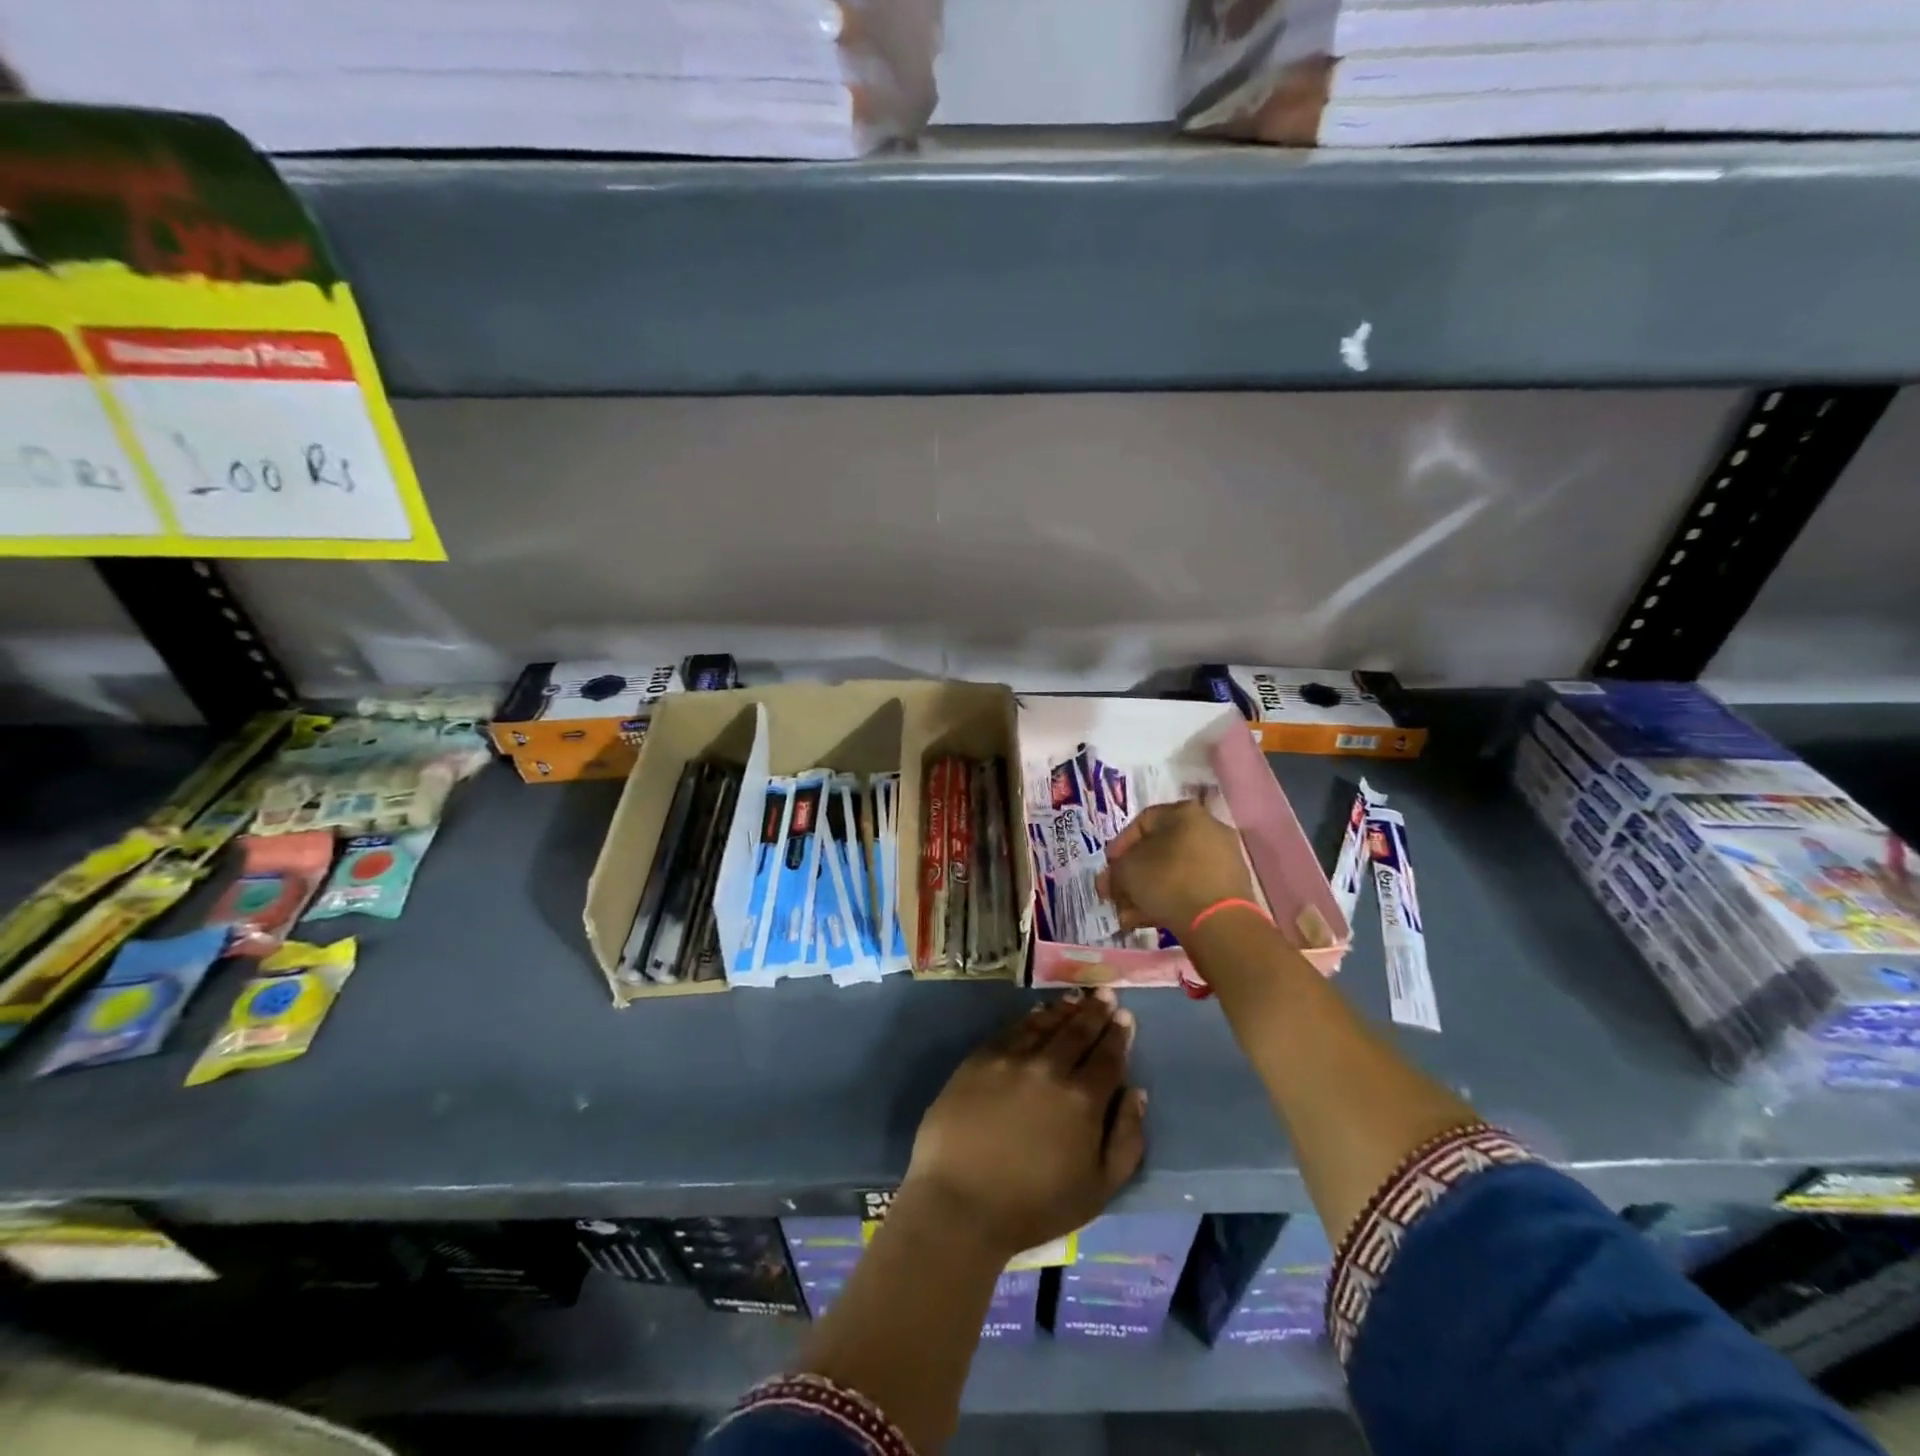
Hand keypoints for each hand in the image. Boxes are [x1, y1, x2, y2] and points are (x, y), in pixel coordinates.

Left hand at [901, 990, 1146, 1260]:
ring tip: (1078, 997)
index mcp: (1083, 1099)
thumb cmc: (1035, 1206)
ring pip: (1046, 1024)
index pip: (1108, 1057)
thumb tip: (1137, 1093)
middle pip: (1078, 1032)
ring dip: (1065, 1009)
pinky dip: (1030, 1017)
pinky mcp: (980, 1059)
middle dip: (1096, 1011)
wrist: (961, 1203)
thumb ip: (1127, 1139)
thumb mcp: (1099, 1189)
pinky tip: (1039, 1012)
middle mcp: (1050, 1068)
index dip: (1119, 1035)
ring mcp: (1012, 1059)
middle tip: (1106, 994)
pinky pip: (1012, 1029)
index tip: (1125, 1016)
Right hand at [1099, 799, 1255, 936]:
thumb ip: (1114, 870)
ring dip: (1146, 892)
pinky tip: (1147, 920)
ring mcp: (1223, 858)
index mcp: (1184, 812)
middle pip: (1158, 850)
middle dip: (1132, 875)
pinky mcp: (1230, 887)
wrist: (1219, 922)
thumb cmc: (1168, 881)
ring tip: (1127, 915)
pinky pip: (1190, 888)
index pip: (1142, 822)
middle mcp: (1208, 828)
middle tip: (1115, 894)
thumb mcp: (1126, 870)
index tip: (1108, 869)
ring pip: (1173, 872)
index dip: (1119, 846)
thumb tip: (1112, 879)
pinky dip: (1169, 900)